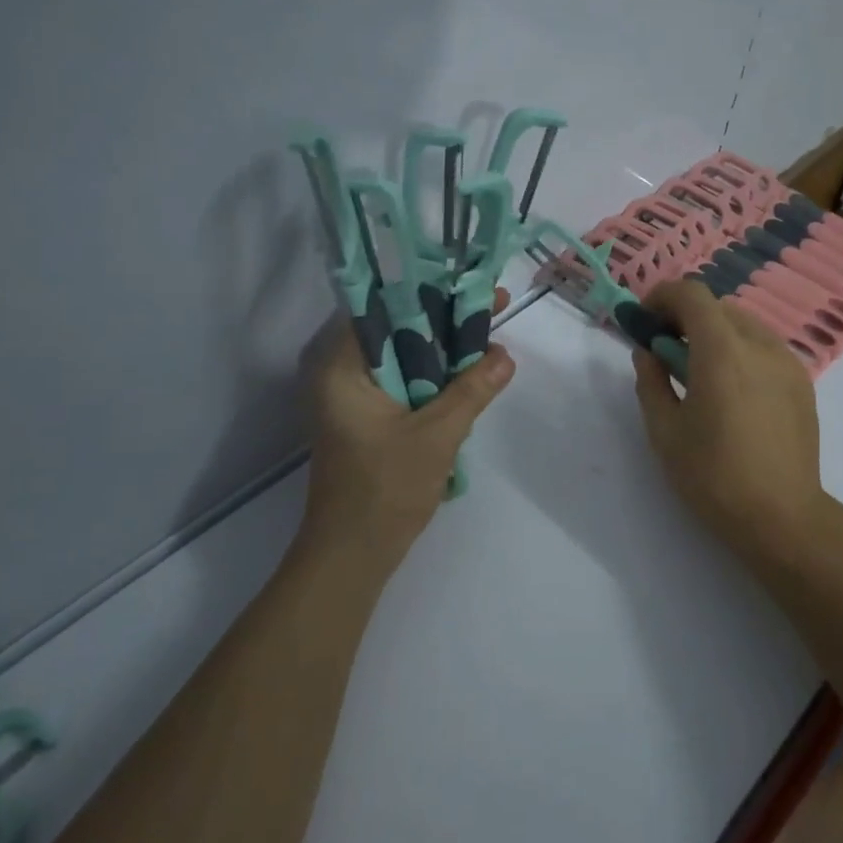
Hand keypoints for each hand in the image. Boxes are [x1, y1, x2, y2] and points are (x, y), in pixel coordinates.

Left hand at [299, 290, 515, 570]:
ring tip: (486, 337)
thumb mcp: (438, 434)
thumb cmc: (385, 489)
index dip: (432, 294)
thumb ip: (472, 390)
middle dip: (444, 320)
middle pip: (395, 330)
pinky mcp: (362, 418)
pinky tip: (465, 375)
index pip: (385, 308)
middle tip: (491, 308)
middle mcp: (337, 373)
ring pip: (401, 357)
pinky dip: (430, 377)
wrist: (352, 554)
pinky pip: (399, 382)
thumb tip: (505, 356)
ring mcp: (348, 398)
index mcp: (342, 366)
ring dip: (440, 350)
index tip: (472, 288)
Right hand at [631, 280, 828, 565]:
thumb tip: (649, 353)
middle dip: (686, 316)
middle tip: (665, 349)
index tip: (645, 320)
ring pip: (744, 325)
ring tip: (698, 373)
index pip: (692, 295)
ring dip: (714, 333)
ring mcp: (787, 362)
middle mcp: (760, 345)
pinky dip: (739, 350)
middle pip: (719, 307)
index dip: (662, 297)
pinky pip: (764, 348)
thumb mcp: (664, 431)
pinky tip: (731, 391)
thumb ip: (651, 381)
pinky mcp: (802, 383)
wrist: (781, 517)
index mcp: (722, 352)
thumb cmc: (713, 476)